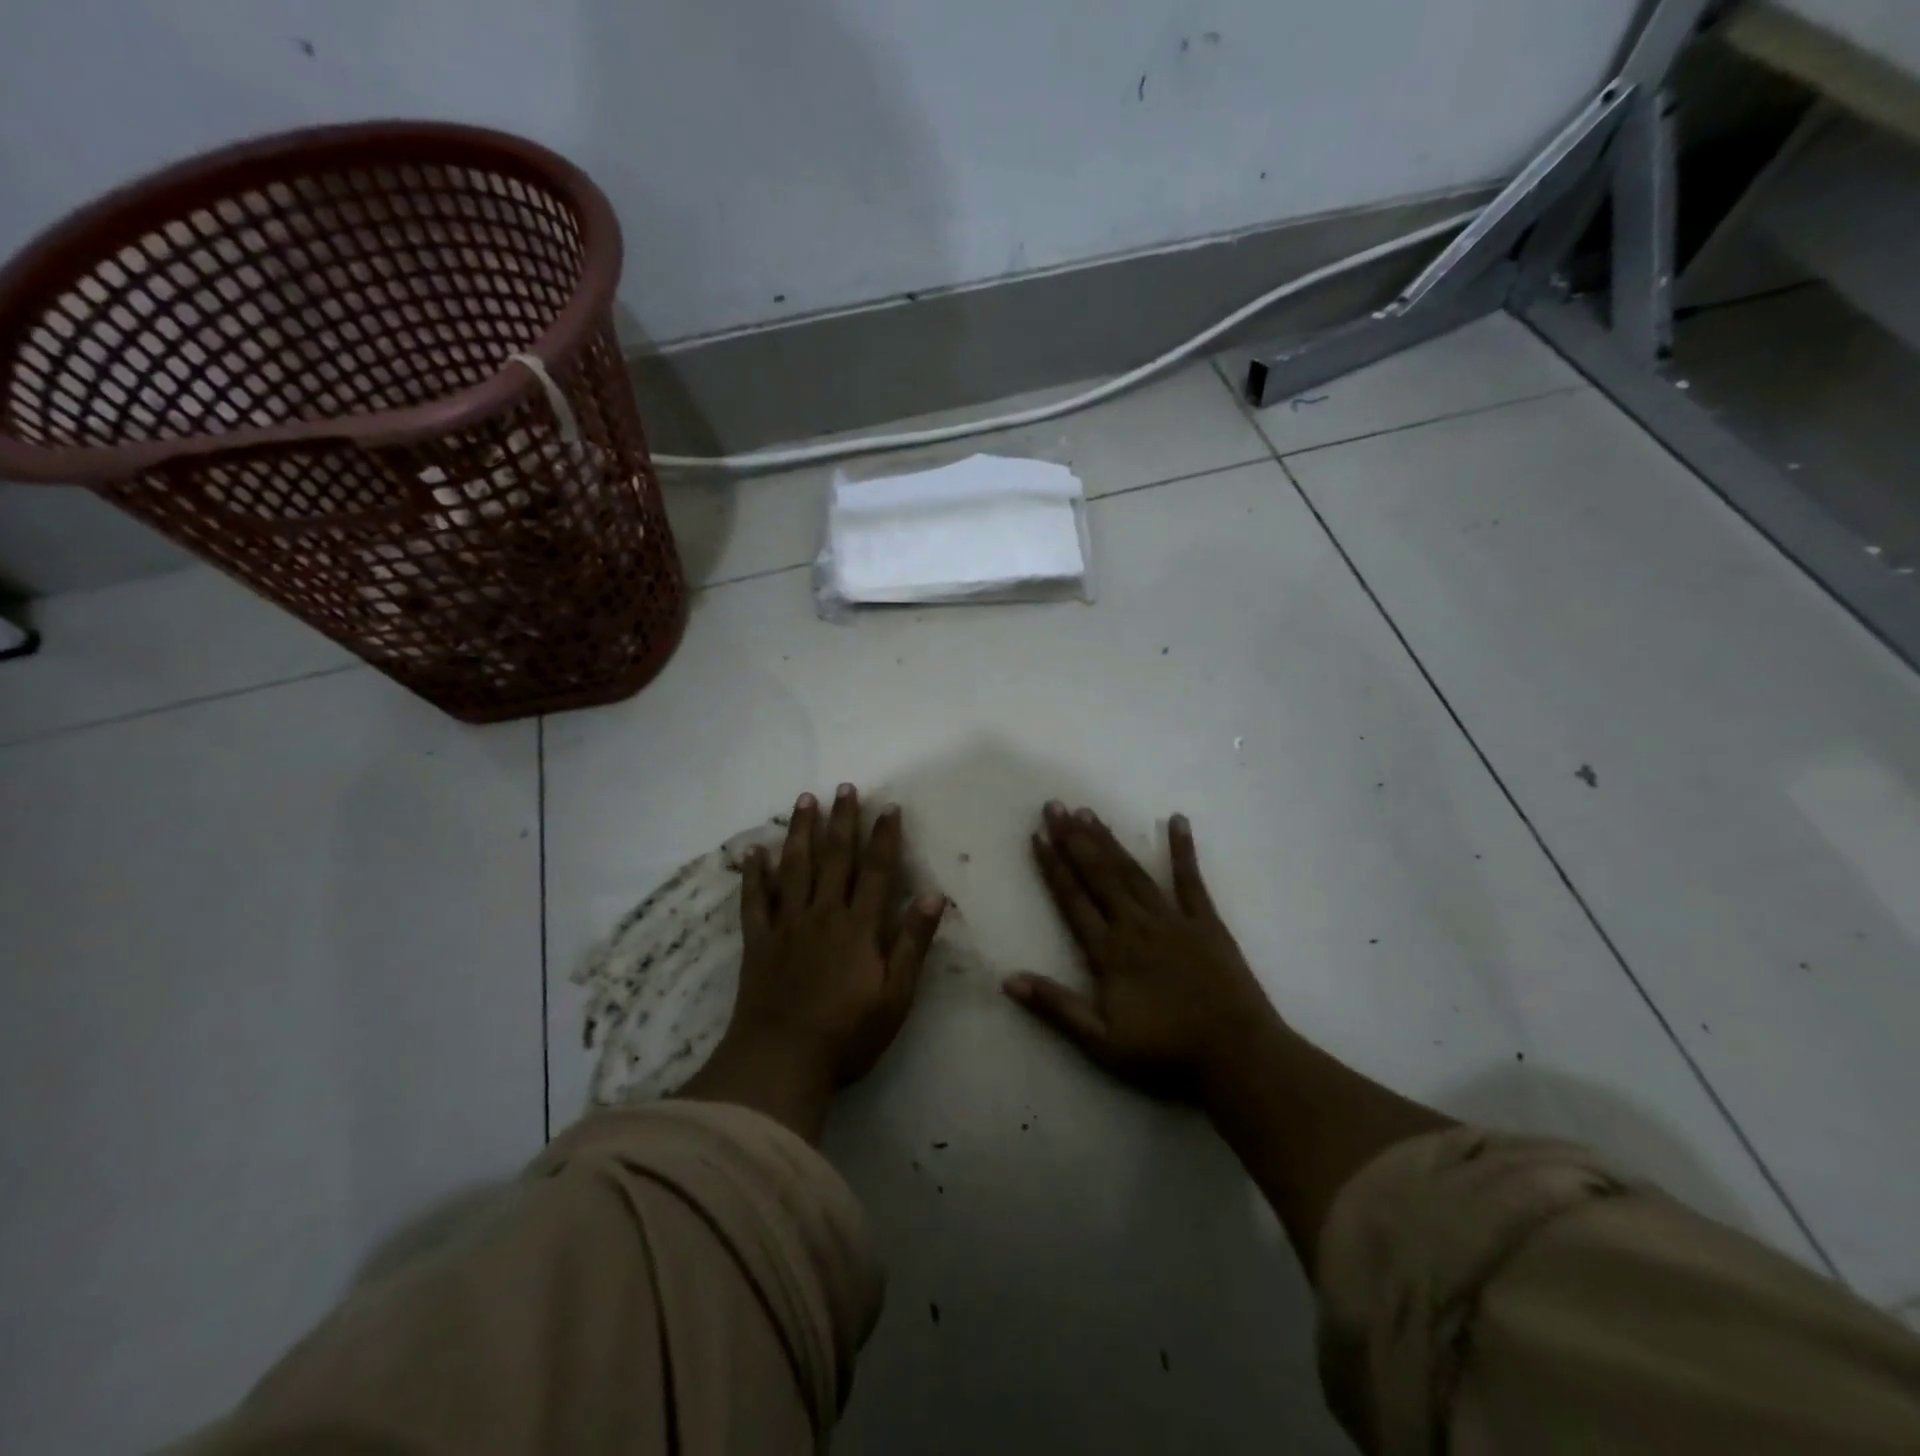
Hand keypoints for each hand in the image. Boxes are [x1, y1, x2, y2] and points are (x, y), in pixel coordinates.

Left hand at [730, 784, 945, 1089]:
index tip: (888, 807)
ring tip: (806, 800)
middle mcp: (823, 914)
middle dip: (842, 820)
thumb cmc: (847, 1033)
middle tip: (844, 787)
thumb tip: (934, 896)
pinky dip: (754, 874)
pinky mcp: (758, 941)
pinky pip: (754, 900)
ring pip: (794, 867)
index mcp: (858, 926)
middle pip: (834, 858)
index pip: (877, 871)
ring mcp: (786, 924)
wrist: (781, 1060)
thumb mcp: (895, 995)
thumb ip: (912, 943)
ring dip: (801, 832)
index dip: (884, 837)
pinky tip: (754, 852)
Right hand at [1005, 802, 1283, 1104]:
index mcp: (1109, 951)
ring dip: (1109, 841)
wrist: (1236, 1055)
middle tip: (1055, 806)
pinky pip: (1191, 880)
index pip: (1073, 900)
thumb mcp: (1101, 1041)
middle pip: (1099, 875)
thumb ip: (1056, 1006)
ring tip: (1089, 812)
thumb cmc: (1165, 1052)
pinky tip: (1177, 820)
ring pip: (1132, 872)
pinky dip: (1182, 850)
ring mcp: (1172, 919)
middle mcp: (1136, 925)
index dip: (1053, 867)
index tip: (1037, 836)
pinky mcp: (1206, 922)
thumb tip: (1008, 980)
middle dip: (1074, 840)